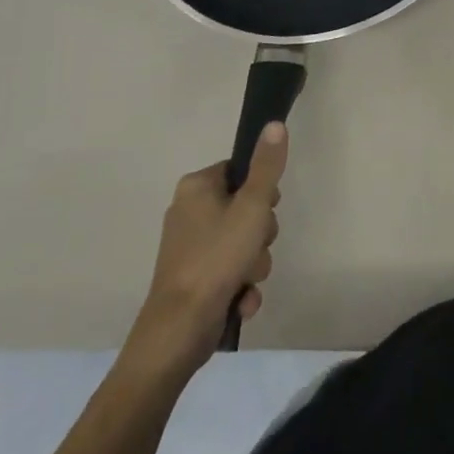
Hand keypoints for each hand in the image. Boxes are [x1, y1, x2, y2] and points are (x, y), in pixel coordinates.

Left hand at [126, 123, 287, 372]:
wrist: (178, 331)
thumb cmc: (216, 258)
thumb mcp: (252, 206)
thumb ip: (267, 166)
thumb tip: (275, 123)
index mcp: (197, 187)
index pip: (241, 171)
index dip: (261, 192)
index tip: (265, 210)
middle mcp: (189, 211)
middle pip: (245, 208)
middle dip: (260, 234)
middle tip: (256, 247)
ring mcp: (189, 247)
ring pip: (242, 242)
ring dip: (254, 263)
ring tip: (246, 279)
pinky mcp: (193, 278)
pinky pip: (230, 270)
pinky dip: (240, 284)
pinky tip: (240, 300)